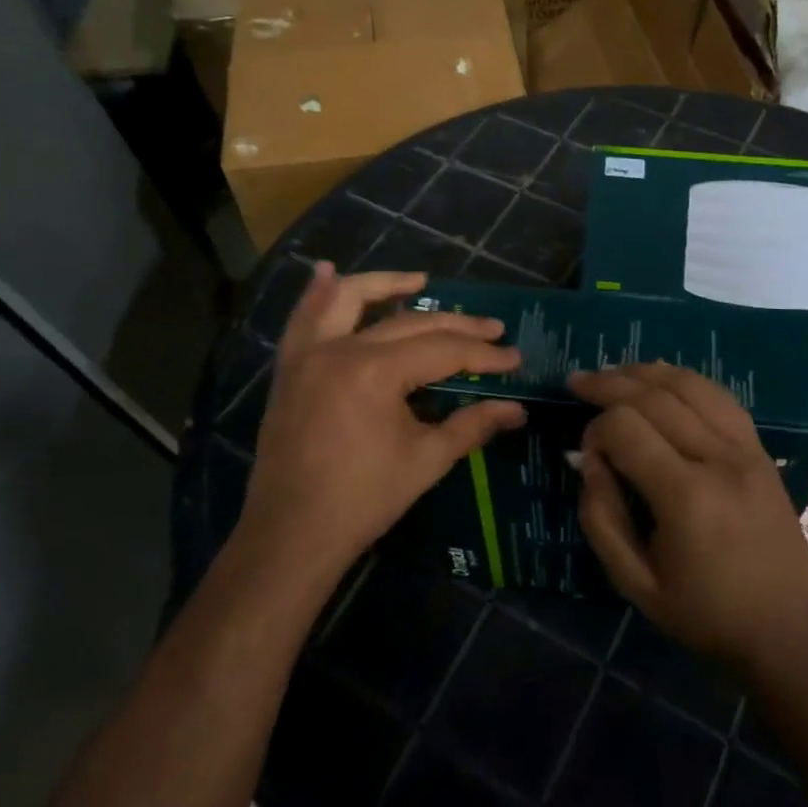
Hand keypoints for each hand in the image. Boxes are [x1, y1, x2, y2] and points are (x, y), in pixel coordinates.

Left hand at [233, 264, 524, 593]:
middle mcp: (339, 349)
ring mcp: (308, 355)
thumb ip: (472, 426)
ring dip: (385, 285)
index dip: (482, 354)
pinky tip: (326, 272)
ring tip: (420, 280)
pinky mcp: (289, 369)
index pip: (442, 350)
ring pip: (347, 300)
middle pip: (408, 323)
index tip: (514, 358)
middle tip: (491, 329)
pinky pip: (302, 319)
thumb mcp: (426, 460)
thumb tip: (518, 410)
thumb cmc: (363, 499)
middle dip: (455, 325)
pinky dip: (316, 294)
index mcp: (374, 372)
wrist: (292, 534)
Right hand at [570, 363, 807, 676]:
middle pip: (656, 396)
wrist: (787, 634)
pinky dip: (687, 381)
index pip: (627, 428)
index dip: (595, 429)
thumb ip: (602, 518)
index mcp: (686, 497)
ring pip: (692, 386)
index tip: (586, 453)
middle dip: (610, 383)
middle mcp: (719, 460)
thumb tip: (589, 460)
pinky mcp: (762, 452)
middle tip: (578, 382)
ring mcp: (747, 450)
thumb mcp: (636, 583)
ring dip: (648, 372)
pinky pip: (721, 398)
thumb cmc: (705, 616)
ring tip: (615, 371)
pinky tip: (664, 380)